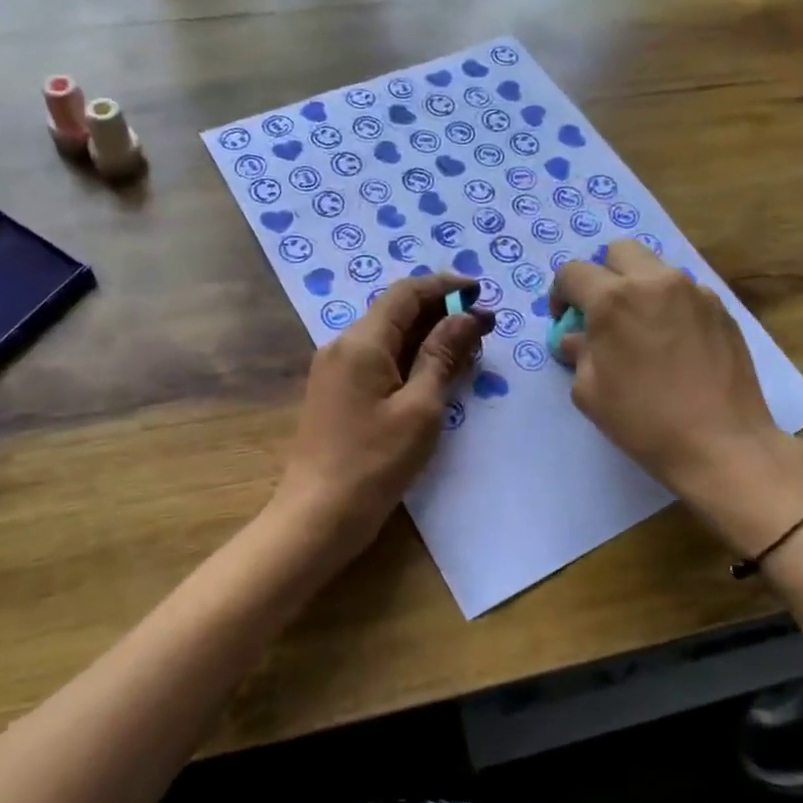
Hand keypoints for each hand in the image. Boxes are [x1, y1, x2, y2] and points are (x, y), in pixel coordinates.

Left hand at [273, 273, 491, 558]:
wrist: (318, 515)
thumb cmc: (375, 462)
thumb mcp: (420, 408)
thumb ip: (443, 355)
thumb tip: (467, 316)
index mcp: (361, 342)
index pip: (406, 293)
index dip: (445, 286)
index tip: (480, 292)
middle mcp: (342, 346)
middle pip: (395, 312)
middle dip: (441, 314)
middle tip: (484, 331)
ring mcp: (335, 370)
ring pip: (387, 337)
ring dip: (427, 338)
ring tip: (468, 353)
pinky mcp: (335, 393)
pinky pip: (377, 361)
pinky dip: (408, 360)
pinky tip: (435, 376)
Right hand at [550, 242, 802, 550]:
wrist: (722, 444)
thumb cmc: (644, 421)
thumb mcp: (590, 392)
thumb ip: (578, 353)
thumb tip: (576, 338)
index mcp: (614, 300)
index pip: (573, 273)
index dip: (560, 294)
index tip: (565, 320)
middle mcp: (655, 282)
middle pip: (619, 251)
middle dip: (602, 275)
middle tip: (602, 313)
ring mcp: (694, 292)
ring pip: (656, 269)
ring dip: (638, 288)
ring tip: (641, 330)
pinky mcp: (721, 309)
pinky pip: (684, 292)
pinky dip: (668, 305)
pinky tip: (673, 344)